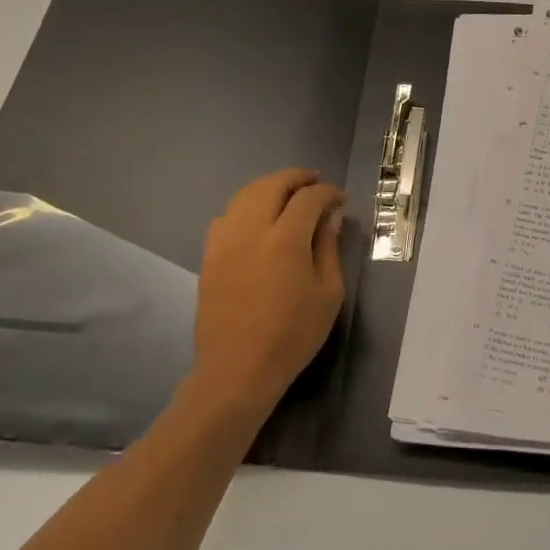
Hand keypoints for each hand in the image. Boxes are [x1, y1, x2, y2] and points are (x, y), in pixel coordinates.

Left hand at [188, 169, 345, 420]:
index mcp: (285, 240)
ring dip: (269, 187)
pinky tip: (257, 219)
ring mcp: (224, 242)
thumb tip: (329, 218)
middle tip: (314, 182)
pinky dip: (245, 207)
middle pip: (271, 185)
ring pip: (245, 195)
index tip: (340, 199)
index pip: (308, 198)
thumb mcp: (328, 294)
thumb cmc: (292, 335)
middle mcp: (251, 231)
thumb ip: (328, 249)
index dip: (327, 193)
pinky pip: (226, 216)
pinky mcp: (209, 256)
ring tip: (287, 194)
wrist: (237, 370)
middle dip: (296, 178)